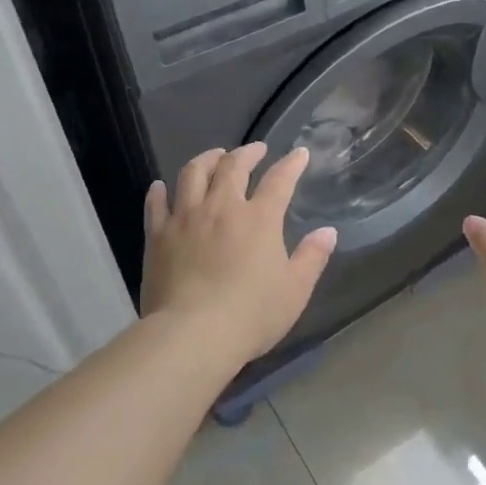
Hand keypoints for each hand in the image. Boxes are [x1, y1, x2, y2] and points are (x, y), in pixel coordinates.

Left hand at [140, 143, 337, 369]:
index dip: (291, 164)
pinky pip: (157, 204)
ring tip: (214, 156)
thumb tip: (328, 232)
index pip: (279, 180)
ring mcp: (186, 218)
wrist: (192, 335)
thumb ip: (312, 257)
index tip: (299, 153)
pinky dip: (160, 191)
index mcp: (259, 219)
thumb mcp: (294, 290)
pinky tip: (161, 186)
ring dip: (206, 159)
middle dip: (247, 153)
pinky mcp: (158, 236)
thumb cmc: (251, 314)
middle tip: (256, 149)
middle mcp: (221, 208)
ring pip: (193, 174)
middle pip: (233, 167)